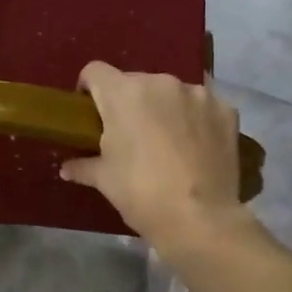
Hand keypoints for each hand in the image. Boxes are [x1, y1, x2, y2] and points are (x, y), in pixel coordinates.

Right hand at [59, 62, 251, 252]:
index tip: (90, 114)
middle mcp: (161, 82)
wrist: (200, 218)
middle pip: (135, 83)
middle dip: (129, 104)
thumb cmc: (141, 194)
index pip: (95, 72)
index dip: (88, 90)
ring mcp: (198, 94)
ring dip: (164, 110)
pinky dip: (195, 120)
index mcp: (123, 93)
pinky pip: (202, 107)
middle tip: (129, 137)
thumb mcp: (104, 181)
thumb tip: (66, 168)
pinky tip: (196, 148)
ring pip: (171, 94)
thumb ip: (83, 165)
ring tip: (167, 143)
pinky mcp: (226, 110)